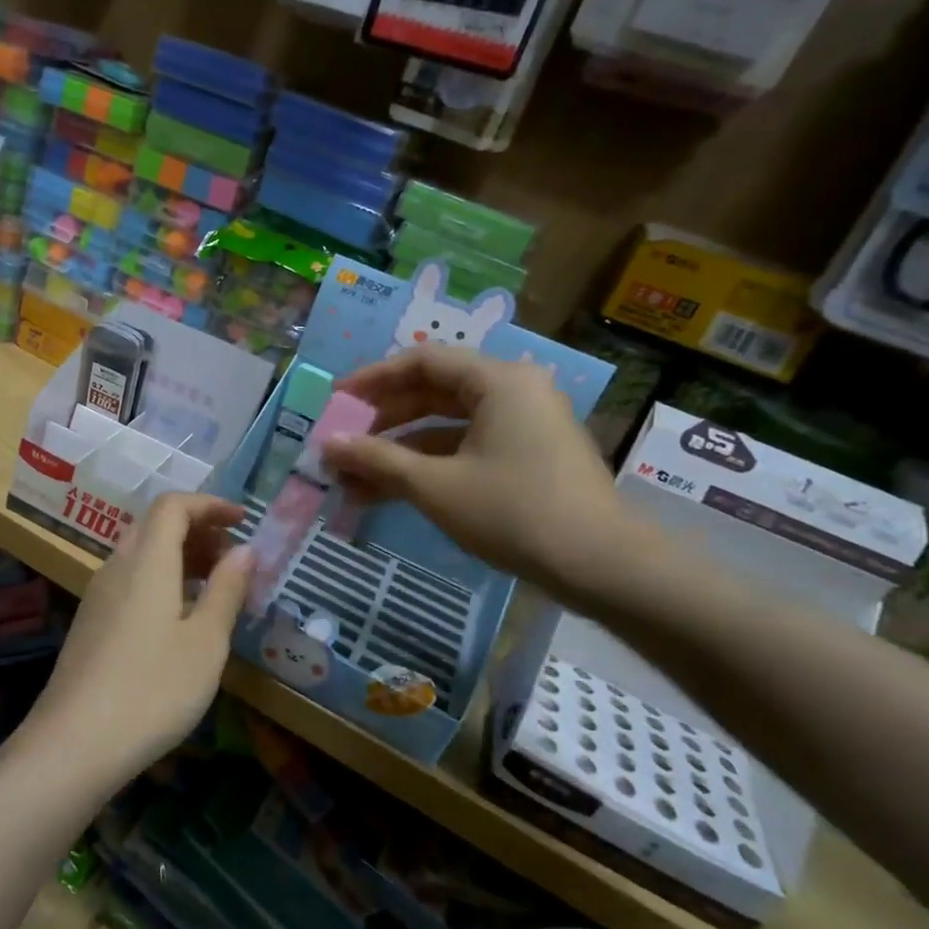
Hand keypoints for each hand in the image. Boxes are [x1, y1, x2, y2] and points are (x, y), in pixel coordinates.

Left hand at [20, 493, 253, 787]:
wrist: (74, 743)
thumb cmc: (152, 689)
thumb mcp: (205, 642)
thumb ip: (226, 589)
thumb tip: (245, 549)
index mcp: (146, 560)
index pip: (173, 505)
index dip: (210, 504)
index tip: (243, 519)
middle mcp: (116, 567)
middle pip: (155, 526)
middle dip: (198, 530)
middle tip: (233, 556)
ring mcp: (98, 595)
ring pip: (141, 554)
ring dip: (180, 556)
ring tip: (215, 585)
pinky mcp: (90, 623)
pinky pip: (130, 580)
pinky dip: (161, 579)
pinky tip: (180, 616)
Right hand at [322, 345, 635, 601]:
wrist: (602, 567)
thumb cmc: (514, 512)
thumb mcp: (435, 486)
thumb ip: (377, 459)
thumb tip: (327, 445)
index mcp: (498, 381)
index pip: (422, 361)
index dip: (373, 379)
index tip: (338, 401)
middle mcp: (514, 392)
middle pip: (434, 392)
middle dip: (384, 420)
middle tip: (344, 440)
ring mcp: (524, 425)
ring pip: (447, 426)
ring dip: (401, 449)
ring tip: (355, 477)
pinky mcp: (528, 456)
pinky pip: (467, 448)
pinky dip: (430, 465)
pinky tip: (391, 491)